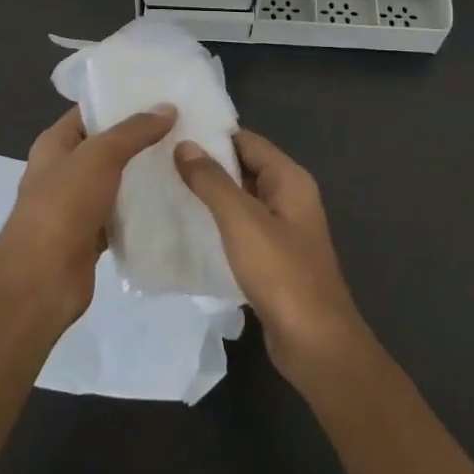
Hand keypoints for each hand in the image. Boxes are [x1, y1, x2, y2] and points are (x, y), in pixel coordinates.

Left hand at [0, 104, 177, 326]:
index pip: (90, 112)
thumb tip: (167, 108)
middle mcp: (63, 170)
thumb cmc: (63, 206)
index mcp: (55, 144)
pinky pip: (121, 215)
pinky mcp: (91, 235)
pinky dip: (141, 210)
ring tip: (185, 160)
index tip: (162, 97)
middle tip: (183, 128)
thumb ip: (133, 131)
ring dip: (144, 175)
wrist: (42, 279)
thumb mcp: (99, 156)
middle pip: (106, 147)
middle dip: (140, 139)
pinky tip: (173, 201)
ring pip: (117, 182)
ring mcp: (76, 204)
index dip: (122, 102)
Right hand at [174, 129, 364, 383]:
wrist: (314, 343)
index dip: (211, 134)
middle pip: (243, 167)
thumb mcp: (242, 220)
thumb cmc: (281, 273)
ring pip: (240, 199)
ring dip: (209, 194)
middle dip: (206, 163)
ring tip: (164, 187)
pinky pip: (240, 228)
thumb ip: (212, 181)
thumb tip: (184, 145)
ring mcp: (282, 229)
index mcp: (289, 179)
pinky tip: (185, 227)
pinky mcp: (272, 258)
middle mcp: (289, 197)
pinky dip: (217, 223)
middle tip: (159, 158)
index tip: (171, 130)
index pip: (246, 140)